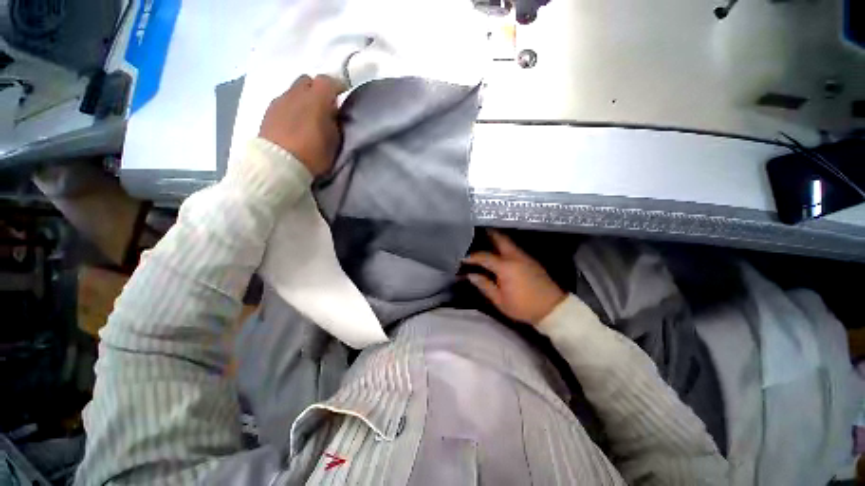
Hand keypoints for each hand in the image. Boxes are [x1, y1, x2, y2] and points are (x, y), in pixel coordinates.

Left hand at [259, 74, 344, 175]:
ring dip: (303, 99)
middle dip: (317, 89)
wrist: (279, 163)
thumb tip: (332, 111)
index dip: (337, 86)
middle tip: (324, 106)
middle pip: (308, 80)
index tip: (342, 96)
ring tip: (308, 116)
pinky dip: (291, 107)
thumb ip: (334, 121)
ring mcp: (279, 100)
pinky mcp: (268, 111)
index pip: (328, 81)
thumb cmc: (313, 153)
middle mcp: (296, 93)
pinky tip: (294, 122)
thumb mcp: (334, 140)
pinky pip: (283, 102)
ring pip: (294, 91)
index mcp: (316, 98)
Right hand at [464, 230, 566, 325]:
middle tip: (477, 232)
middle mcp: (515, 257)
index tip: (462, 258)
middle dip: (488, 234)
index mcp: (505, 267)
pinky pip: (514, 248)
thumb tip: (470, 275)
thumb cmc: (523, 306)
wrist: (553, 308)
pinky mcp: (531, 260)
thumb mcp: (500, 300)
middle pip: (500, 239)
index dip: (472, 257)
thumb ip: (484, 285)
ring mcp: (524, 257)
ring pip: (508, 242)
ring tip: (485, 239)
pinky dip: (505, 246)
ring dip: (496, 239)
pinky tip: (500, 250)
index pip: (484, 257)